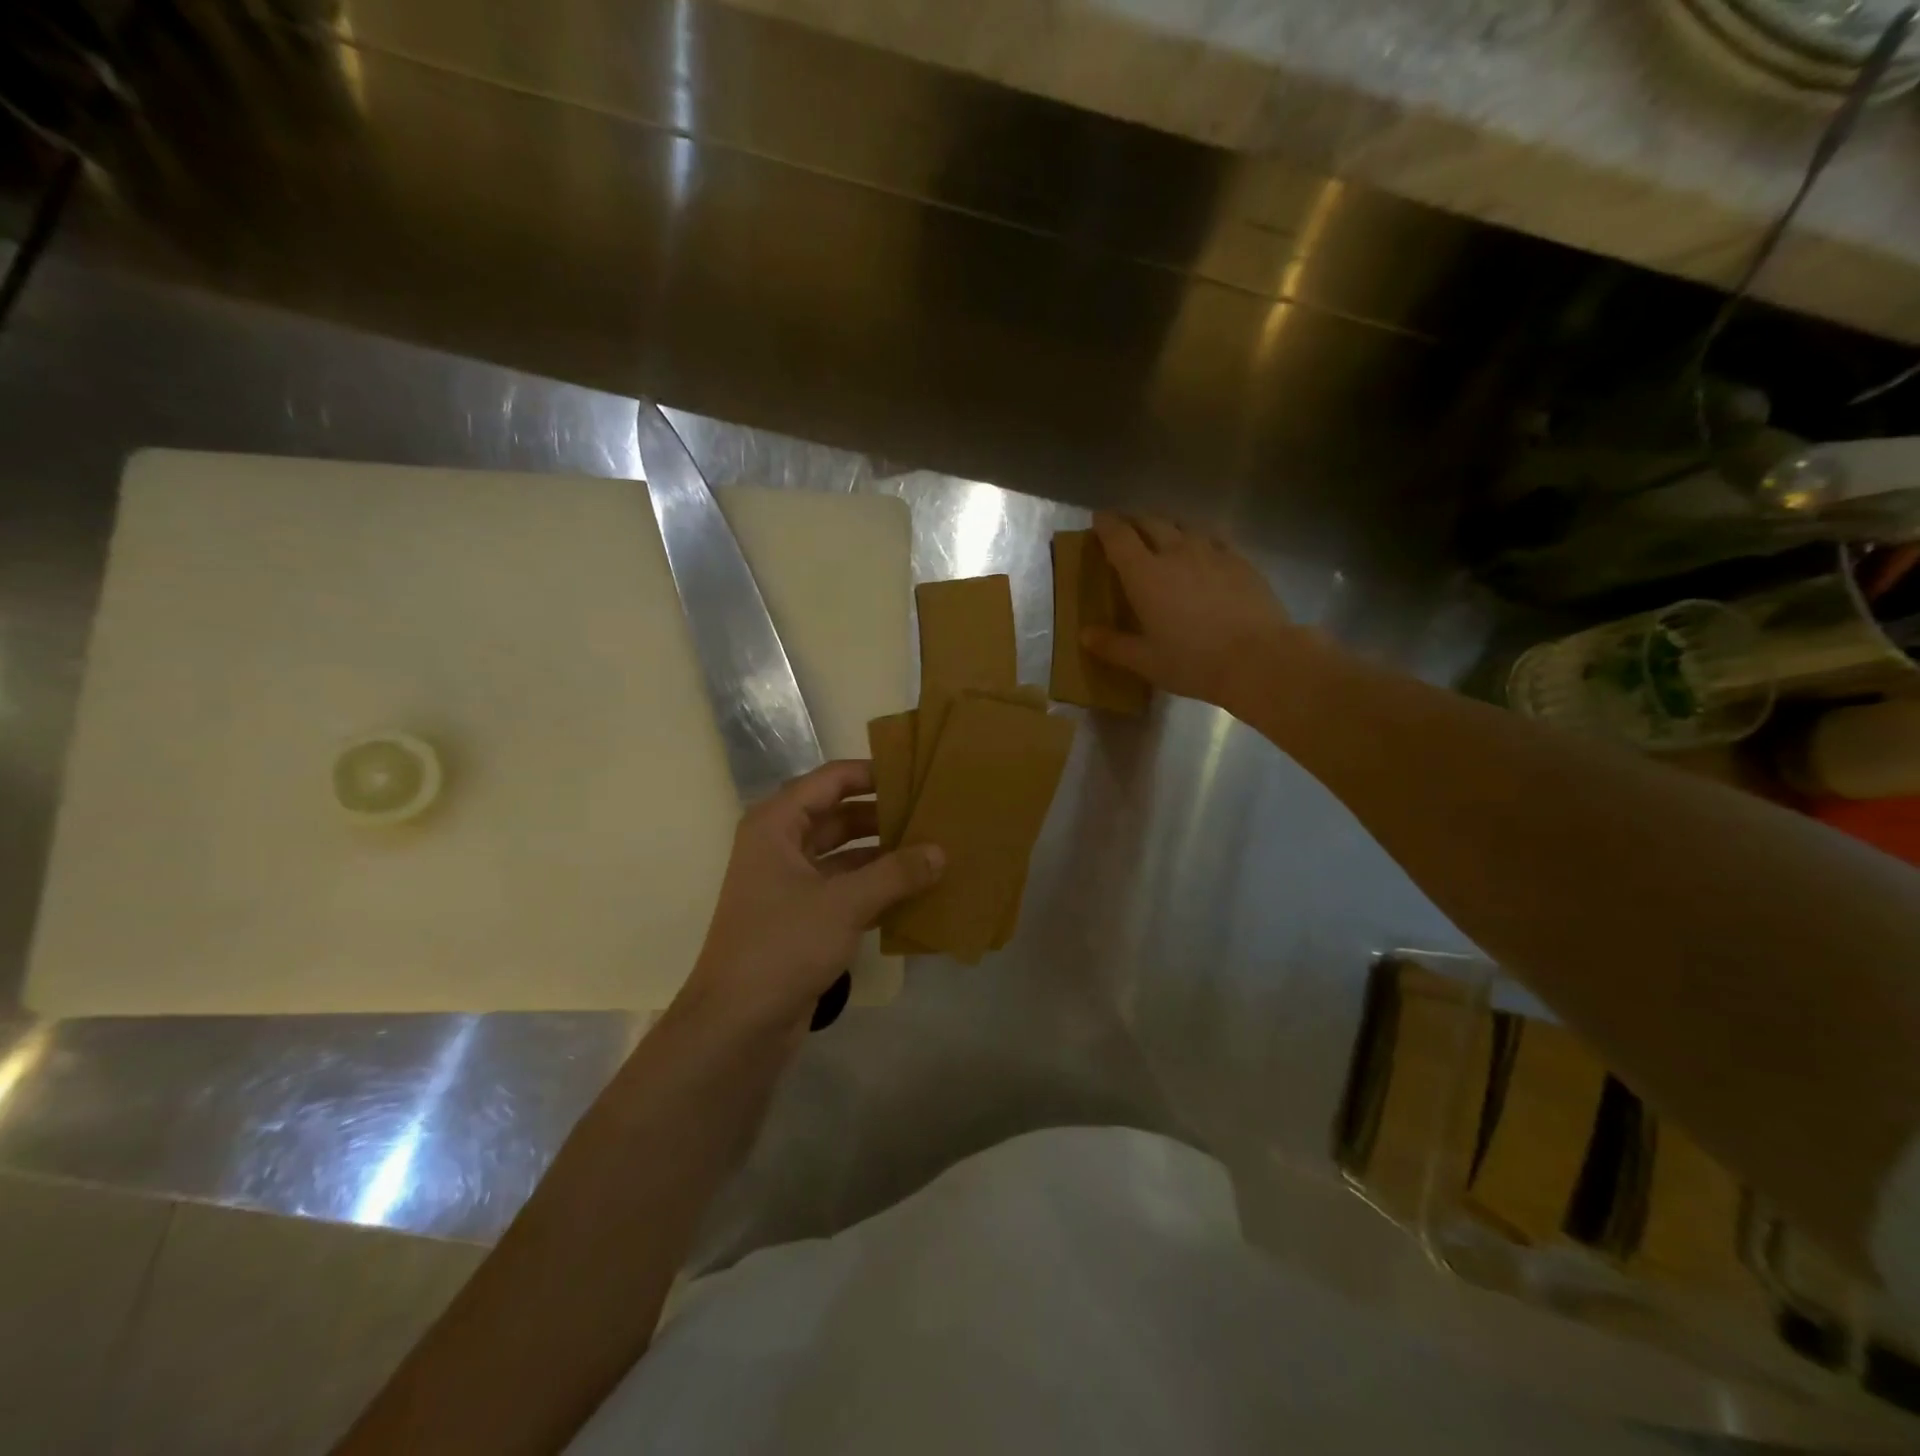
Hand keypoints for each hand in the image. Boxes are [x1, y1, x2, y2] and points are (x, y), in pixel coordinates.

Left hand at [676, 761, 943, 1034]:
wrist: (738, 1025)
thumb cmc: (783, 946)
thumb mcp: (844, 904)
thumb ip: (896, 874)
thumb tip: (940, 851)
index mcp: (776, 825)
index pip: (830, 780)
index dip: (872, 773)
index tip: (916, 774)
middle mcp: (781, 846)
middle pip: (839, 816)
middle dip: (883, 816)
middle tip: (933, 813)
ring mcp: (791, 884)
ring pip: (845, 855)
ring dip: (884, 855)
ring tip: (933, 850)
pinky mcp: (803, 918)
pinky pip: (846, 889)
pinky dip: (876, 888)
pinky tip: (916, 892)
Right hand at [1083, 512, 1294, 713]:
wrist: (1259, 659)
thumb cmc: (1193, 662)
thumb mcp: (1146, 661)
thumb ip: (1113, 645)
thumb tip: (1085, 634)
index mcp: (1145, 574)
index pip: (1119, 537)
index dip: (1105, 525)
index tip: (1098, 520)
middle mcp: (1176, 552)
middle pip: (1151, 522)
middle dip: (1134, 521)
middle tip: (1126, 528)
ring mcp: (1212, 552)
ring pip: (1184, 525)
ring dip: (1167, 526)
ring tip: (1163, 535)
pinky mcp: (1241, 560)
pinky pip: (1214, 538)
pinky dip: (1199, 539)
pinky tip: (1203, 552)